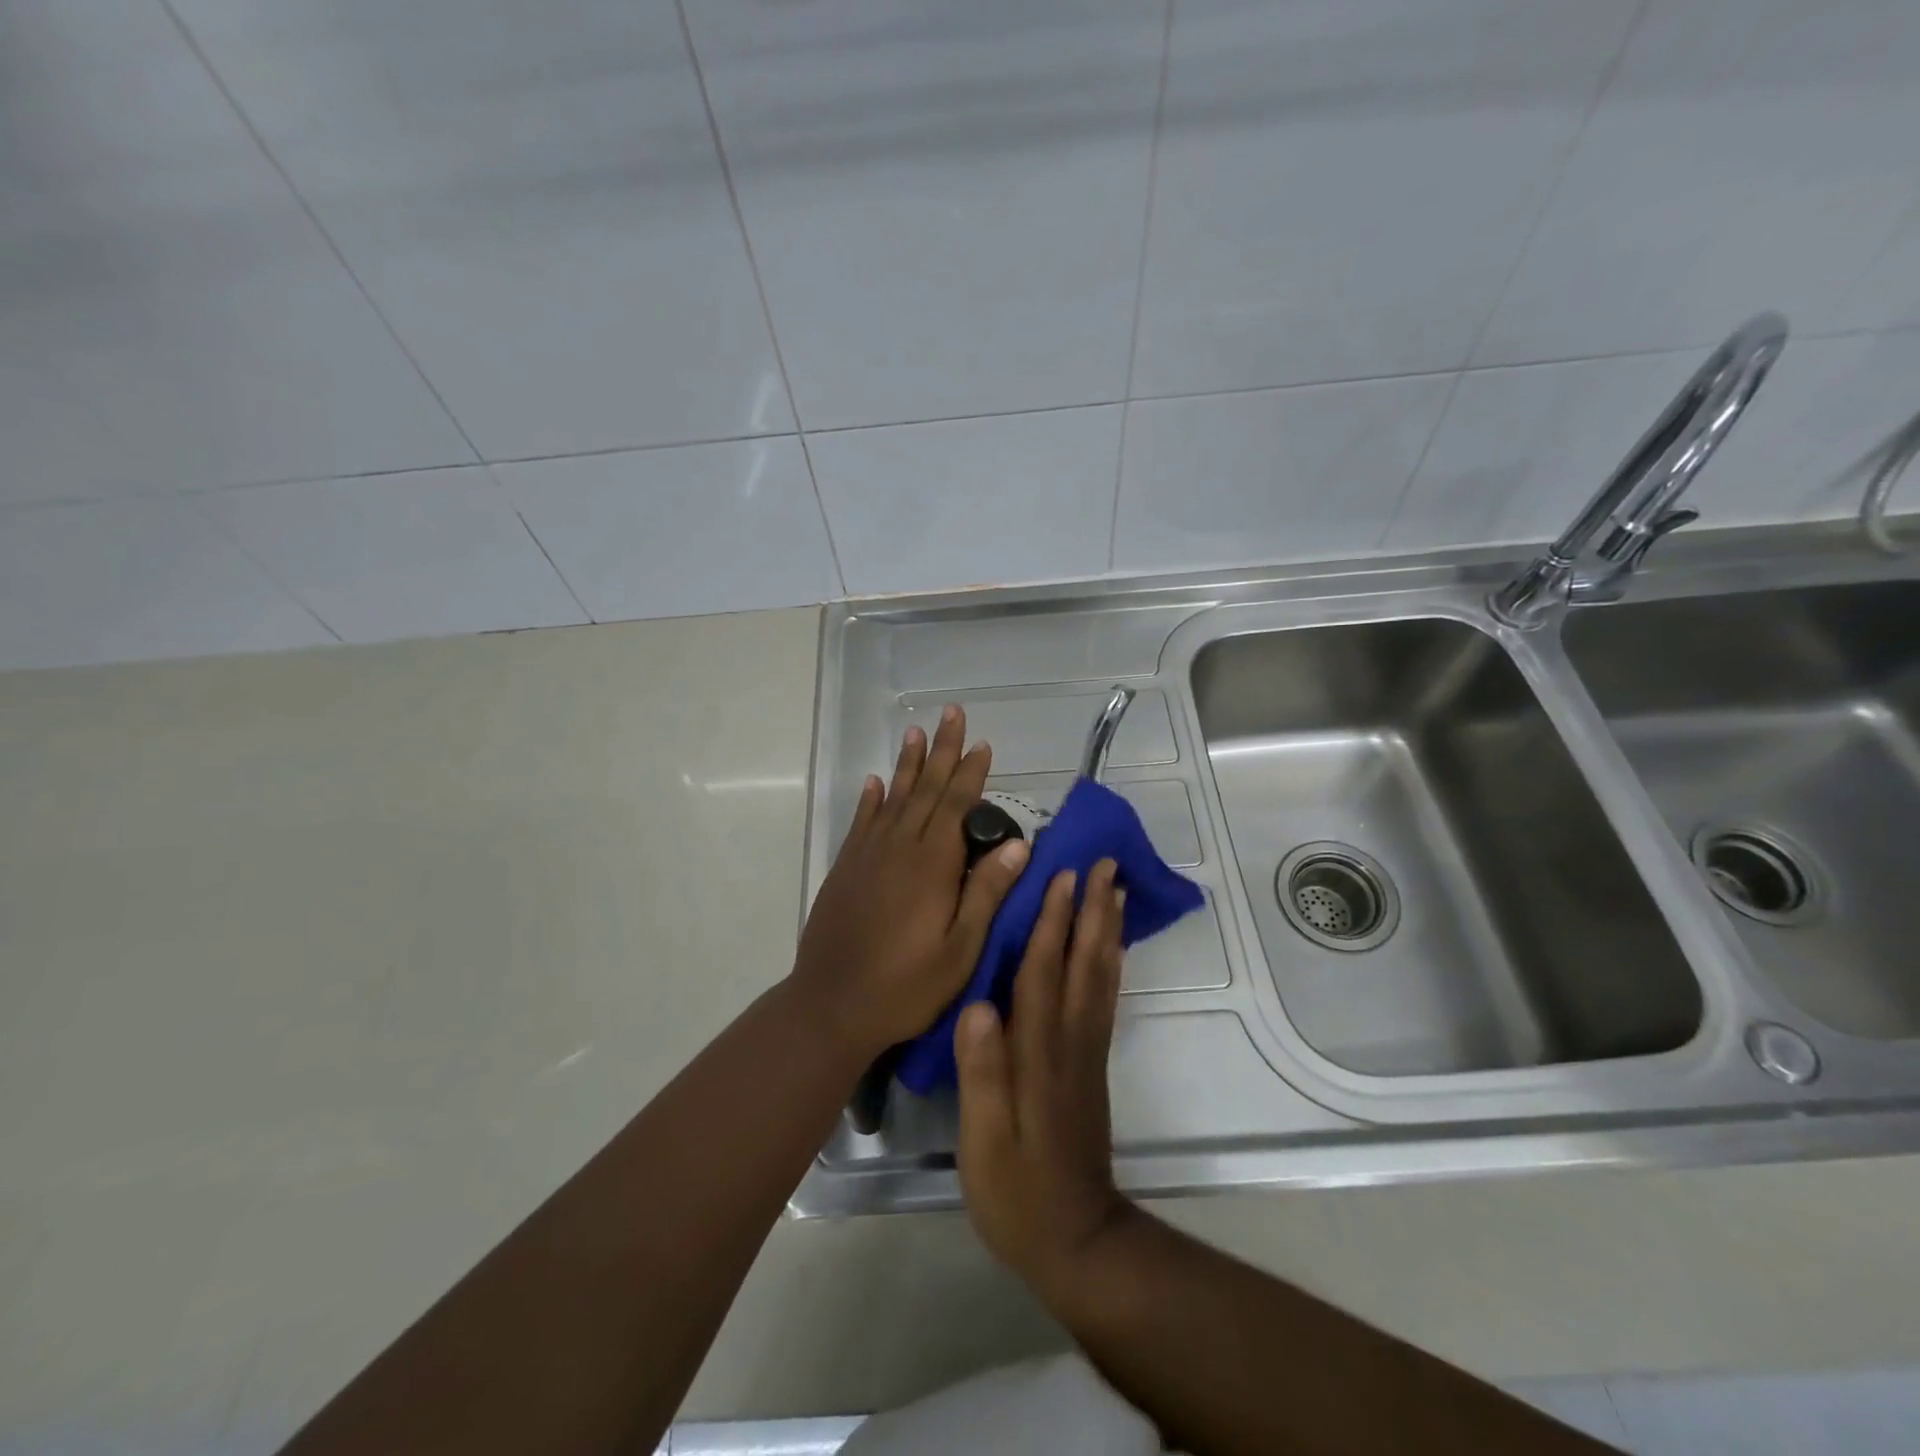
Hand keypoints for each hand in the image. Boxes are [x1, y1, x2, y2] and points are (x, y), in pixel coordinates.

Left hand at [791, 705, 1030, 1063]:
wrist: (832, 1004)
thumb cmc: (906, 985)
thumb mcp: (960, 949)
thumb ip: (986, 893)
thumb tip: (1019, 845)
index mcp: (932, 865)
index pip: (958, 806)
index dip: (971, 773)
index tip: (982, 743)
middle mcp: (899, 848)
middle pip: (926, 790)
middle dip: (942, 751)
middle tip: (952, 714)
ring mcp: (868, 855)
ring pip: (894, 797)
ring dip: (908, 764)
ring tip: (916, 732)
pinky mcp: (847, 868)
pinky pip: (862, 821)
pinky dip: (871, 799)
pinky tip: (875, 782)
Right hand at [955, 859, 1135, 1302]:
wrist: (1078, 1241)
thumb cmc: (1017, 1192)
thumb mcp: (985, 1141)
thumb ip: (982, 1074)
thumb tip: (978, 1005)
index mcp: (1039, 1052)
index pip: (1044, 972)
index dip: (1052, 921)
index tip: (1063, 875)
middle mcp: (1070, 1040)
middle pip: (1084, 962)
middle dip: (1093, 908)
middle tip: (1105, 863)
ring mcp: (1087, 1051)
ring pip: (1101, 975)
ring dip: (1108, 927)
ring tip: (1115, 889)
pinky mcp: (1093, 1064)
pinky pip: (1106, 998)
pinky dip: (1112, 962)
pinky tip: (1111, 945)